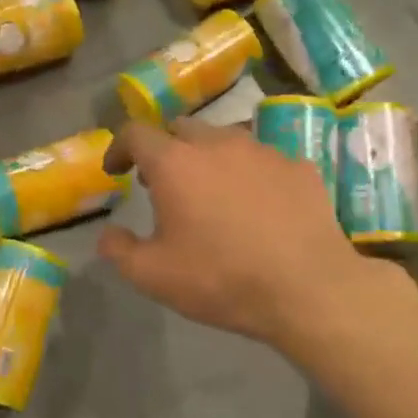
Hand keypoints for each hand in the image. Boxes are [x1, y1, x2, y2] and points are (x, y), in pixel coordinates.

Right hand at [98, 118, 373, 351]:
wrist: (309, 289)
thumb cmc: (221, 279)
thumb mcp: (153, 276)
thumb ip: (119, 250)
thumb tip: (108, 234)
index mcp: (175, 163)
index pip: (136, 133)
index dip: (119, 148)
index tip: (116, 170)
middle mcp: (218, 144)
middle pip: (181, 128)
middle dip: (165, 149)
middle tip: (163, 184)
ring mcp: (263, 151)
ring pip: (225, 139)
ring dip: (208, 158)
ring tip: (212, 193)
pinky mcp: (299, 166)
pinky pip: (263, 159)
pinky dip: (249, 174)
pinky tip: (257, 205)